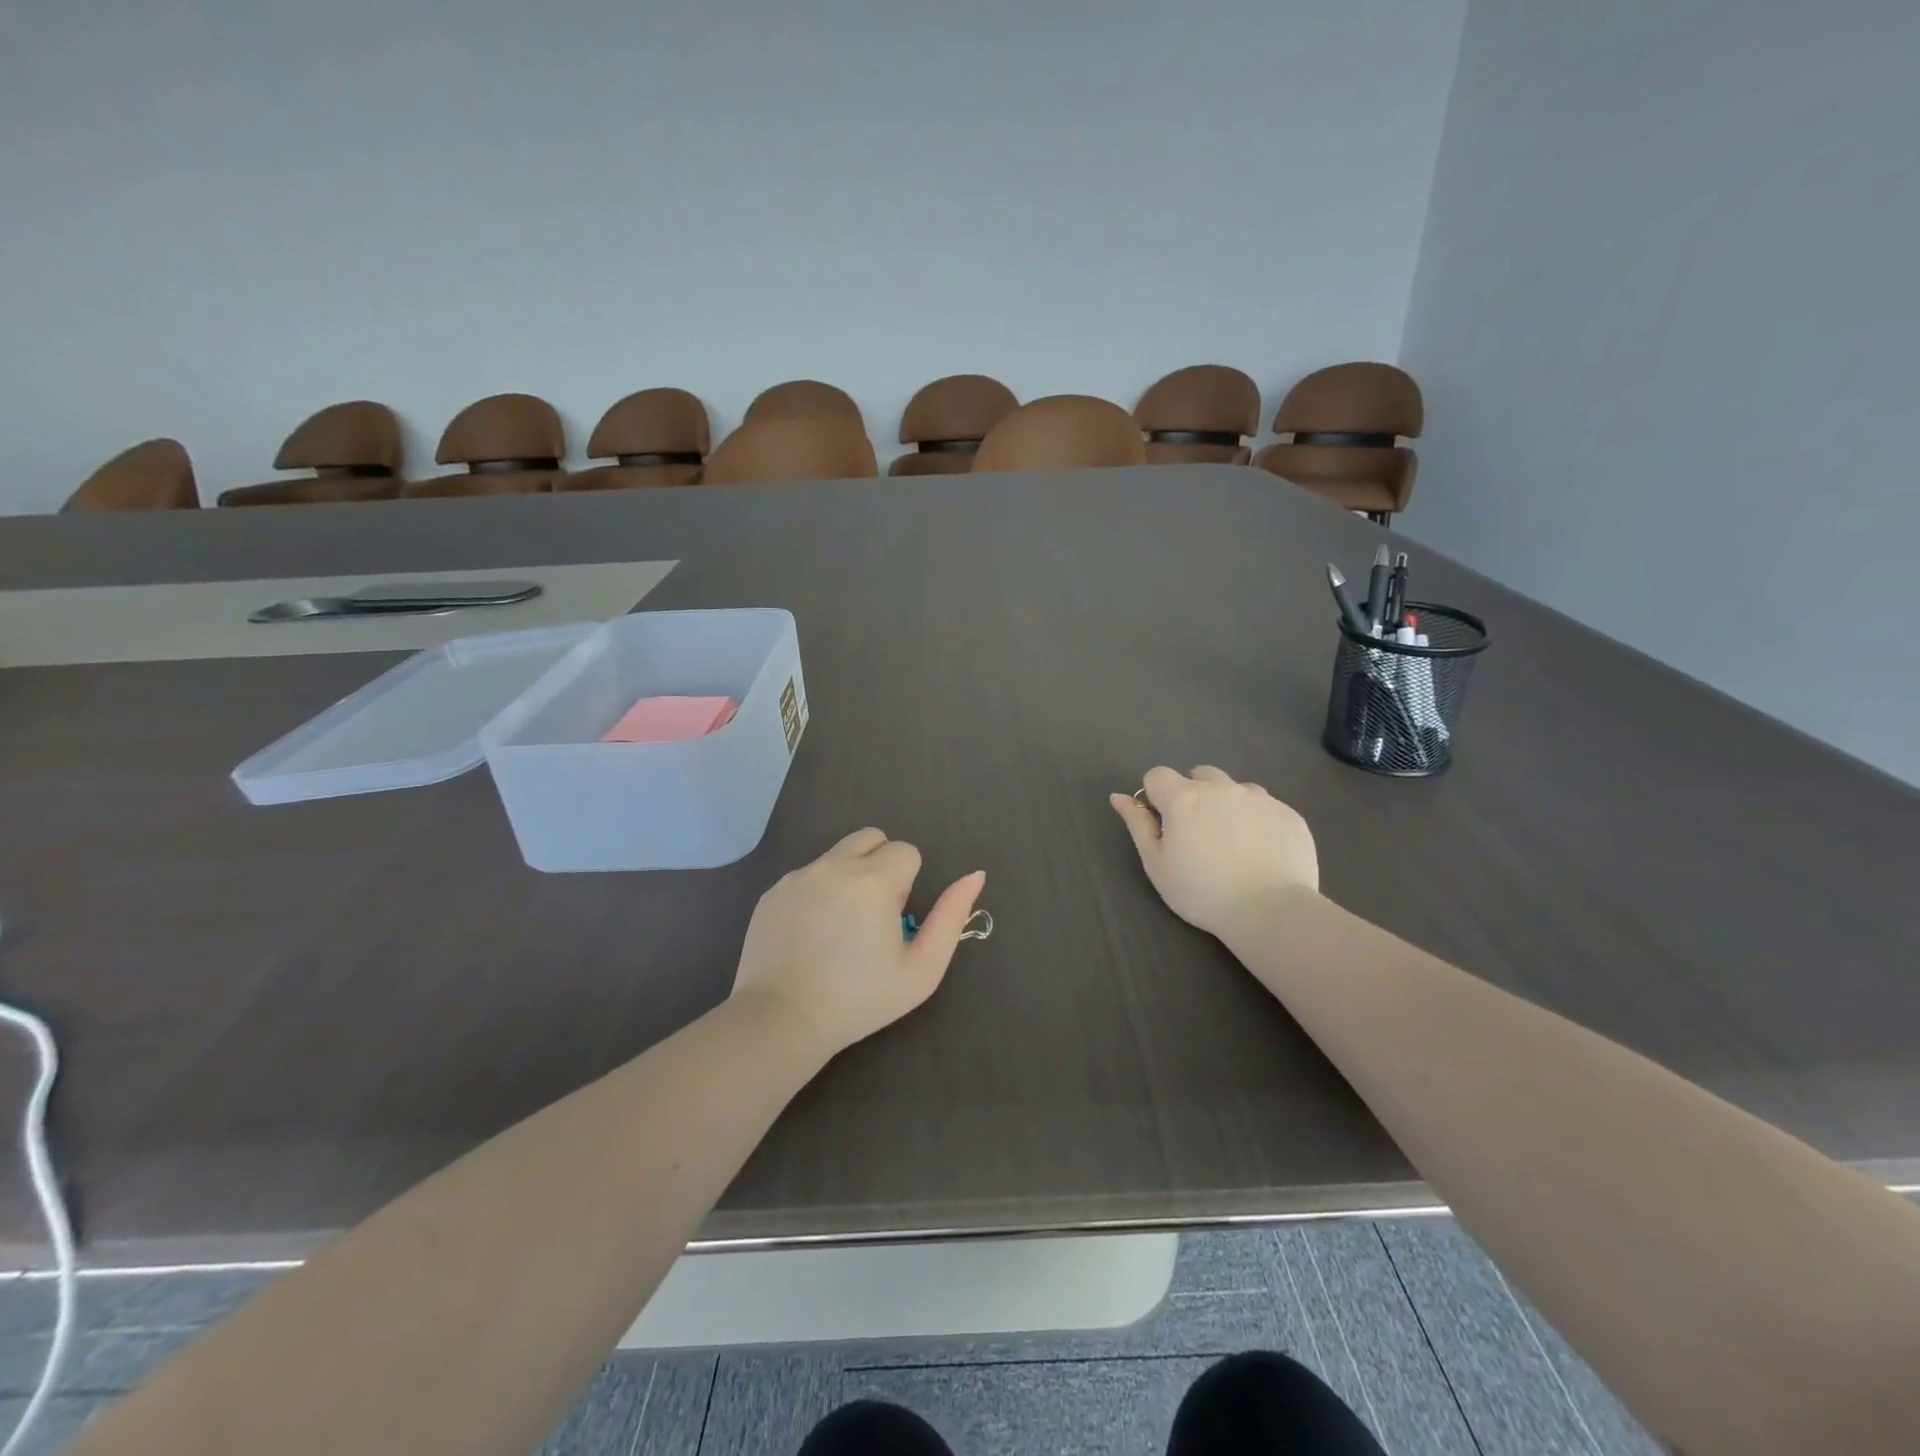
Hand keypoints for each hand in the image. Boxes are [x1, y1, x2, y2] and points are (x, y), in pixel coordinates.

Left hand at [731, 828, 985, 1061]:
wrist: (781, 1020)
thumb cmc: (860, 1000)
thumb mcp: (922, 969)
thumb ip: (951, 916)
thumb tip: (975, 875)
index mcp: (874, 881)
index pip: (906, 851)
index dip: (908, 883)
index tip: (894, 918)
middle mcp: (834, 866)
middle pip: (871, 837)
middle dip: (881, 864)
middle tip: (873, 912)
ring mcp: (798, 876)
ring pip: (838, 854)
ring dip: (849, 875)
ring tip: (840, 925)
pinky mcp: (773, 891)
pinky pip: (807, 875)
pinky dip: (818, 891)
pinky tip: (811, 933)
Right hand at [1110, 766, 1317, 937]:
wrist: (1271, 911)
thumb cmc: (1202, 893)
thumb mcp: (1157, 864)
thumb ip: (1138, 825)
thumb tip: (1119, 796)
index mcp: (1184, 798)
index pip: (1157, 775)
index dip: (1156, 797)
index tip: (1164, 825)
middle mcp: (1221, 788)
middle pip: (1199, 775)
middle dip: (1193, 795)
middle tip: (1198, 834)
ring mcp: (1259, 798)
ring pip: (1234, 788)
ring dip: (1227, 805)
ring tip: (1233, 843)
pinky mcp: (1289, 813)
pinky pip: (1266, 807)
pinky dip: (1257, 821)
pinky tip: (1261, 852)